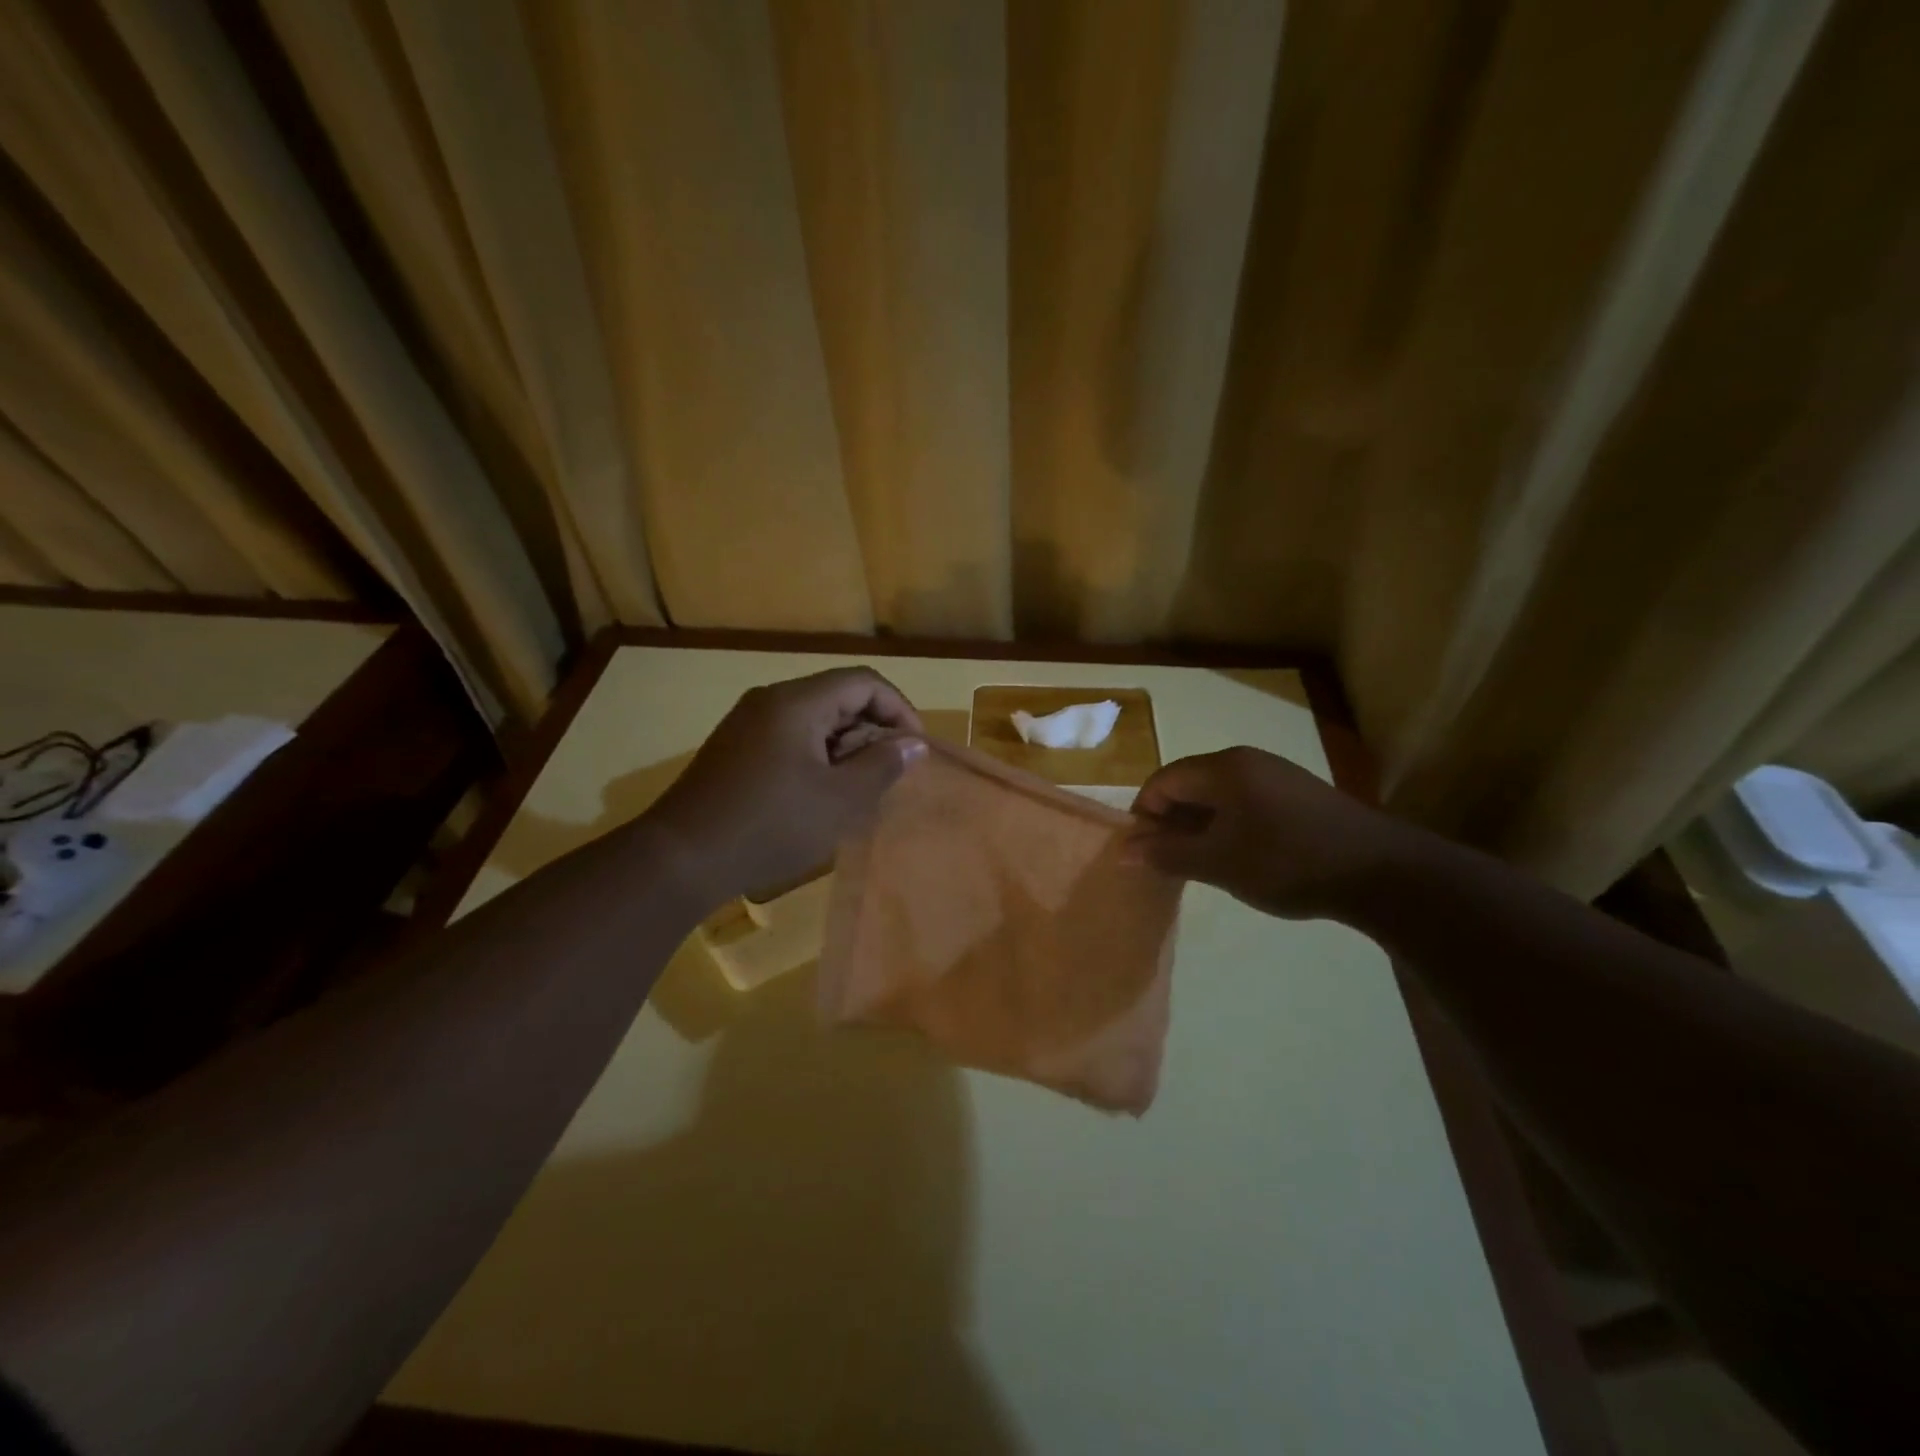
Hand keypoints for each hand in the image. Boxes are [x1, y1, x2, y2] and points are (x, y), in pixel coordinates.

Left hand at [644, 668, 926, 905]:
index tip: (914, 748)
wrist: (680, 858)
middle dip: (872, 730)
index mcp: (797, 702)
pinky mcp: (735, 748)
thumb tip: (914, 744)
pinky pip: (789, 737)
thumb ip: (882, 766)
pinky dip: (817, 756)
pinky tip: (819, 794)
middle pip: (838, 696)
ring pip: (814, 718)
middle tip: (886, 774)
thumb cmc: (770, 825)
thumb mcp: (838, 800)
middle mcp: (770, 700)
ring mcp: (748, 723)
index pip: (863, 681)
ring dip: (845, 746)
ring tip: (856, 789)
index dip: (898, 708)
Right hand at [1126, 747, 1405, 920]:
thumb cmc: (1287, 862)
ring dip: (1200, 827)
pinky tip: (1240, 858)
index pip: (1162, 781)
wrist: (1380, 872)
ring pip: (1218, 795)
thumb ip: (1166, 854)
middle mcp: (1246, 760)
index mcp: (1223, 768)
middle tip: (1170, 862)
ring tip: (1203, 864)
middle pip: (1189, 784)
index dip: (1144, 816)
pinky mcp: (1298, 794)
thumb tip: (1122, 851)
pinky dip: (1228, 826)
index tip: (1144, 854)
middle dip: (1171, 822)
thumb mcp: (1218, 863)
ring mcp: (1276, 775)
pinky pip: (1245, 802)